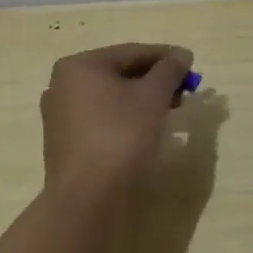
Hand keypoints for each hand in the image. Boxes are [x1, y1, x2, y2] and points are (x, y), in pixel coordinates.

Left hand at [40, 43, 194, 215]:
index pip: (132, 52)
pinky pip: (103, 118)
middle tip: (185, 90)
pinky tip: (148, 128)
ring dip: (144, 99)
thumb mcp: (153, 96)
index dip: (166, 57)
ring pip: (113, 97)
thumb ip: (170, 70)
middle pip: (121, 73)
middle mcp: (63, 85)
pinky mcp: (66, 142)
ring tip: (171, 110)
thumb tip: (182, 54)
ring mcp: (61, 115)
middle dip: (155, 80)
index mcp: (80, 66)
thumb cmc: (121, 136)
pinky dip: (127, 117)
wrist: (88, 199)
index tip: (191, 65)